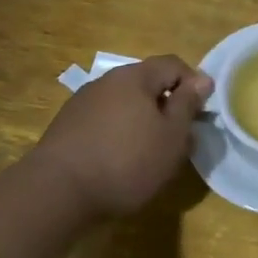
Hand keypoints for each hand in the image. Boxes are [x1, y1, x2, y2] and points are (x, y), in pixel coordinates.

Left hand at [34, 56, 214, 218]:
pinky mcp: (66, 126)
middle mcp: (106, 81)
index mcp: (134, 77)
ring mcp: (82, 102)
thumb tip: (202, 79)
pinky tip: (119, 161)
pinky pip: (104, 120)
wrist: (56, 193)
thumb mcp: (172, 136)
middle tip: (178, 137)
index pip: (173, 64)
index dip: (194, 84)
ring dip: (142, 120)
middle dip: (167, 105)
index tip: (201, 113)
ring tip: (149, 153)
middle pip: (147, 83)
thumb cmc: (126, 161)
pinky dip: (119, 133)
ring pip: (125, 103)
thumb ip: (188, 104)